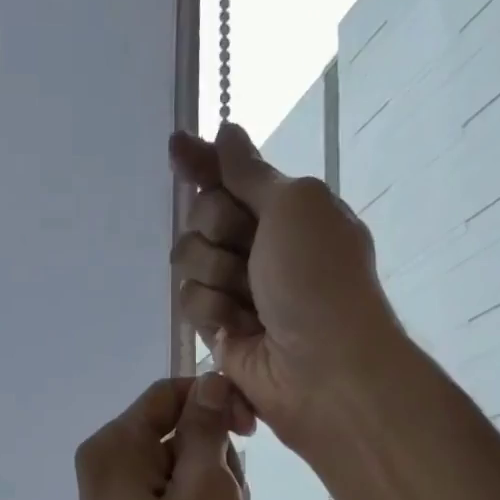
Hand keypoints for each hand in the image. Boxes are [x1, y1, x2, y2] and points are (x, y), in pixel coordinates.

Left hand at [70, 374, 250, 499]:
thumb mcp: (206, 491)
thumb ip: (207, 430)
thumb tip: (210, 382)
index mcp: (115, 449)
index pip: (172, 393)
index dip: (217, 402)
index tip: (253, 432)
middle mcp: (110, 472)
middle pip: (181, 436)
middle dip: (218, 464)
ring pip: (189, 476)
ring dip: (218, 499)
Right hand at [169, 122, 405, 450]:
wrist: (323, 367)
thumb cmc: (319, 279)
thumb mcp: (295, 205)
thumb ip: (250, 172)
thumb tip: (226, 132)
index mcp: (287, 210)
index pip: (232, 176)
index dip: (204, 163)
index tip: (176, 149)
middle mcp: (260, 246)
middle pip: (202, 214)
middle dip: (216, 226)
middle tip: (245, 249)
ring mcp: (238, 289)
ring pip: (189, 260)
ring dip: (214, 272)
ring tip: (248, 299)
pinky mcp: (219, 329)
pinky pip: (190, 302)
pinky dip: (212, 311)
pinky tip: (238, 329)